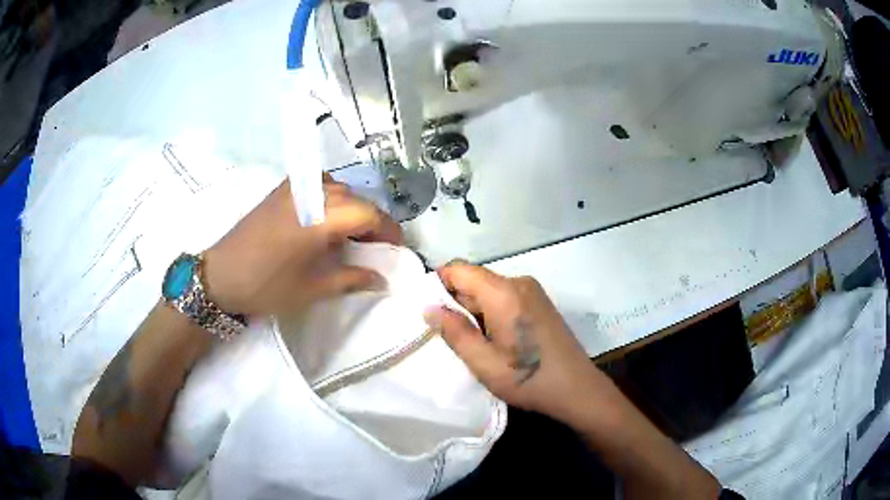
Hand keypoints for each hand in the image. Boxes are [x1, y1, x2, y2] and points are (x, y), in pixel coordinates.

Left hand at [202, 175, 402, 316]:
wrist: (220, 275)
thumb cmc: (267, 286)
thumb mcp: (312, 289)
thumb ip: (351, 279)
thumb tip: (380, 278)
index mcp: (320, 218)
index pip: (368, 213)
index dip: (387, 230)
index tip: (396, 248)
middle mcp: (310, 194)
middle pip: (355, 198)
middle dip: (371, 220)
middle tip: (374, 247)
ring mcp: (293, 188)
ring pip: (337, 188)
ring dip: (351, 207)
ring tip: (350, 233)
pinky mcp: (280, 190)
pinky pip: (316, 184)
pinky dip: (329, 197)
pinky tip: (324, 217)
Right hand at [424, 263, 606, 423]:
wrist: (577, 389)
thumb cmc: (528, 379)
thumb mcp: (483, 363)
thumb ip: (454, 332)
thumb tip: (429, 307)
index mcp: (503, 292)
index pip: (459, 269)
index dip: (438, 284)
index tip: (428, 311)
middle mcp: (519, 282)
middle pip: (474, 279)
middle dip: (456, 302)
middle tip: (449, 336)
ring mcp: (533, 291)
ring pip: (489, 289)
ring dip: (474, 310)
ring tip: (473, 343)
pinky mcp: (540, 302)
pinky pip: (505, 297)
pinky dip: (491, 312)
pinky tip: (495, 340)